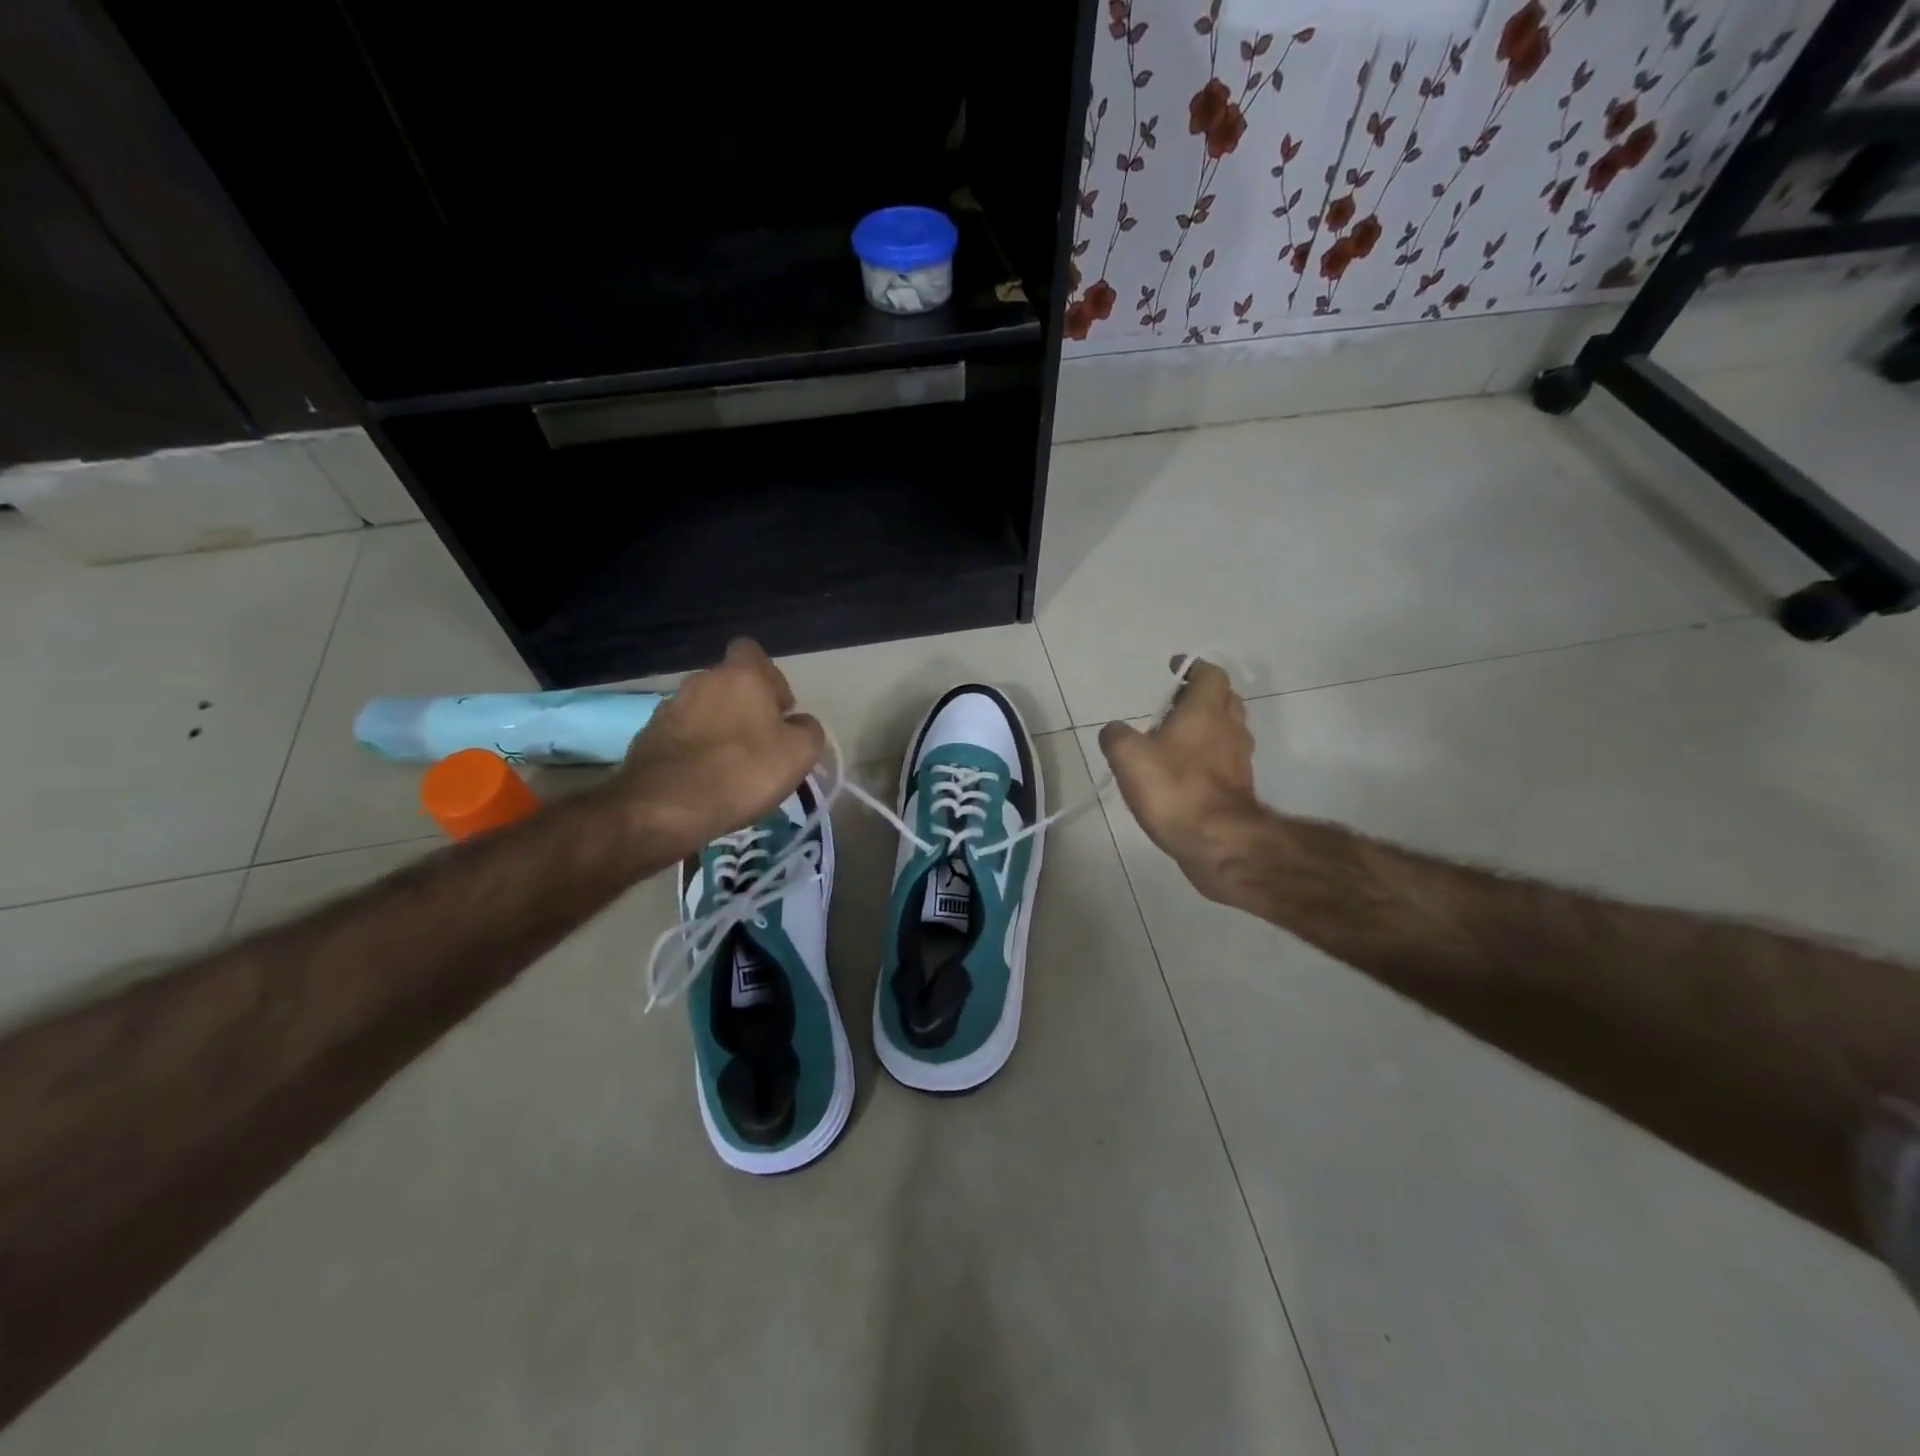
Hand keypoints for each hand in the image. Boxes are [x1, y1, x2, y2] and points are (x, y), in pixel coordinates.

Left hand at [616, 640, 825, 859]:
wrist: (665, 807)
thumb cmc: (742, 771)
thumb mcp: (799, 754)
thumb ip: (808, 730)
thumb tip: (799, 724)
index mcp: (740, 675)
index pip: (751, 651)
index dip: (770, 678)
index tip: (779, 710)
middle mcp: (700, 681)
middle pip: (728, 684)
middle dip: (744, 708)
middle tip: (759, 744)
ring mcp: (669, 708)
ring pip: (703, 711)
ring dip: (717, 730)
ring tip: (730, 768)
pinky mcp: (647, 738)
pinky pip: (681, 736)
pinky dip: (694, 751)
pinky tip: (703, 781)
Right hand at [1099, 658, 1262, 903]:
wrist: (1217, 841)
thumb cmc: (1173, 789)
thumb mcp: (1128, 756)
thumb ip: (1116, 736)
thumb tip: (1115, 730)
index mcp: (1206, 711)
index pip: (1210, 674)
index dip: (1193, 668)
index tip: (1175, 669)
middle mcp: (1229, 728)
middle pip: (1224, 699)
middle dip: (1201, 696)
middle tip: (1173, 704)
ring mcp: (1239, 760)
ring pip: (1228, 729)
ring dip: (1207, 726)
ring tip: (1177, 737)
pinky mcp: (1239, 788)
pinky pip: (1226, 759)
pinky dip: (1209, 756)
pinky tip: (1185, 771)